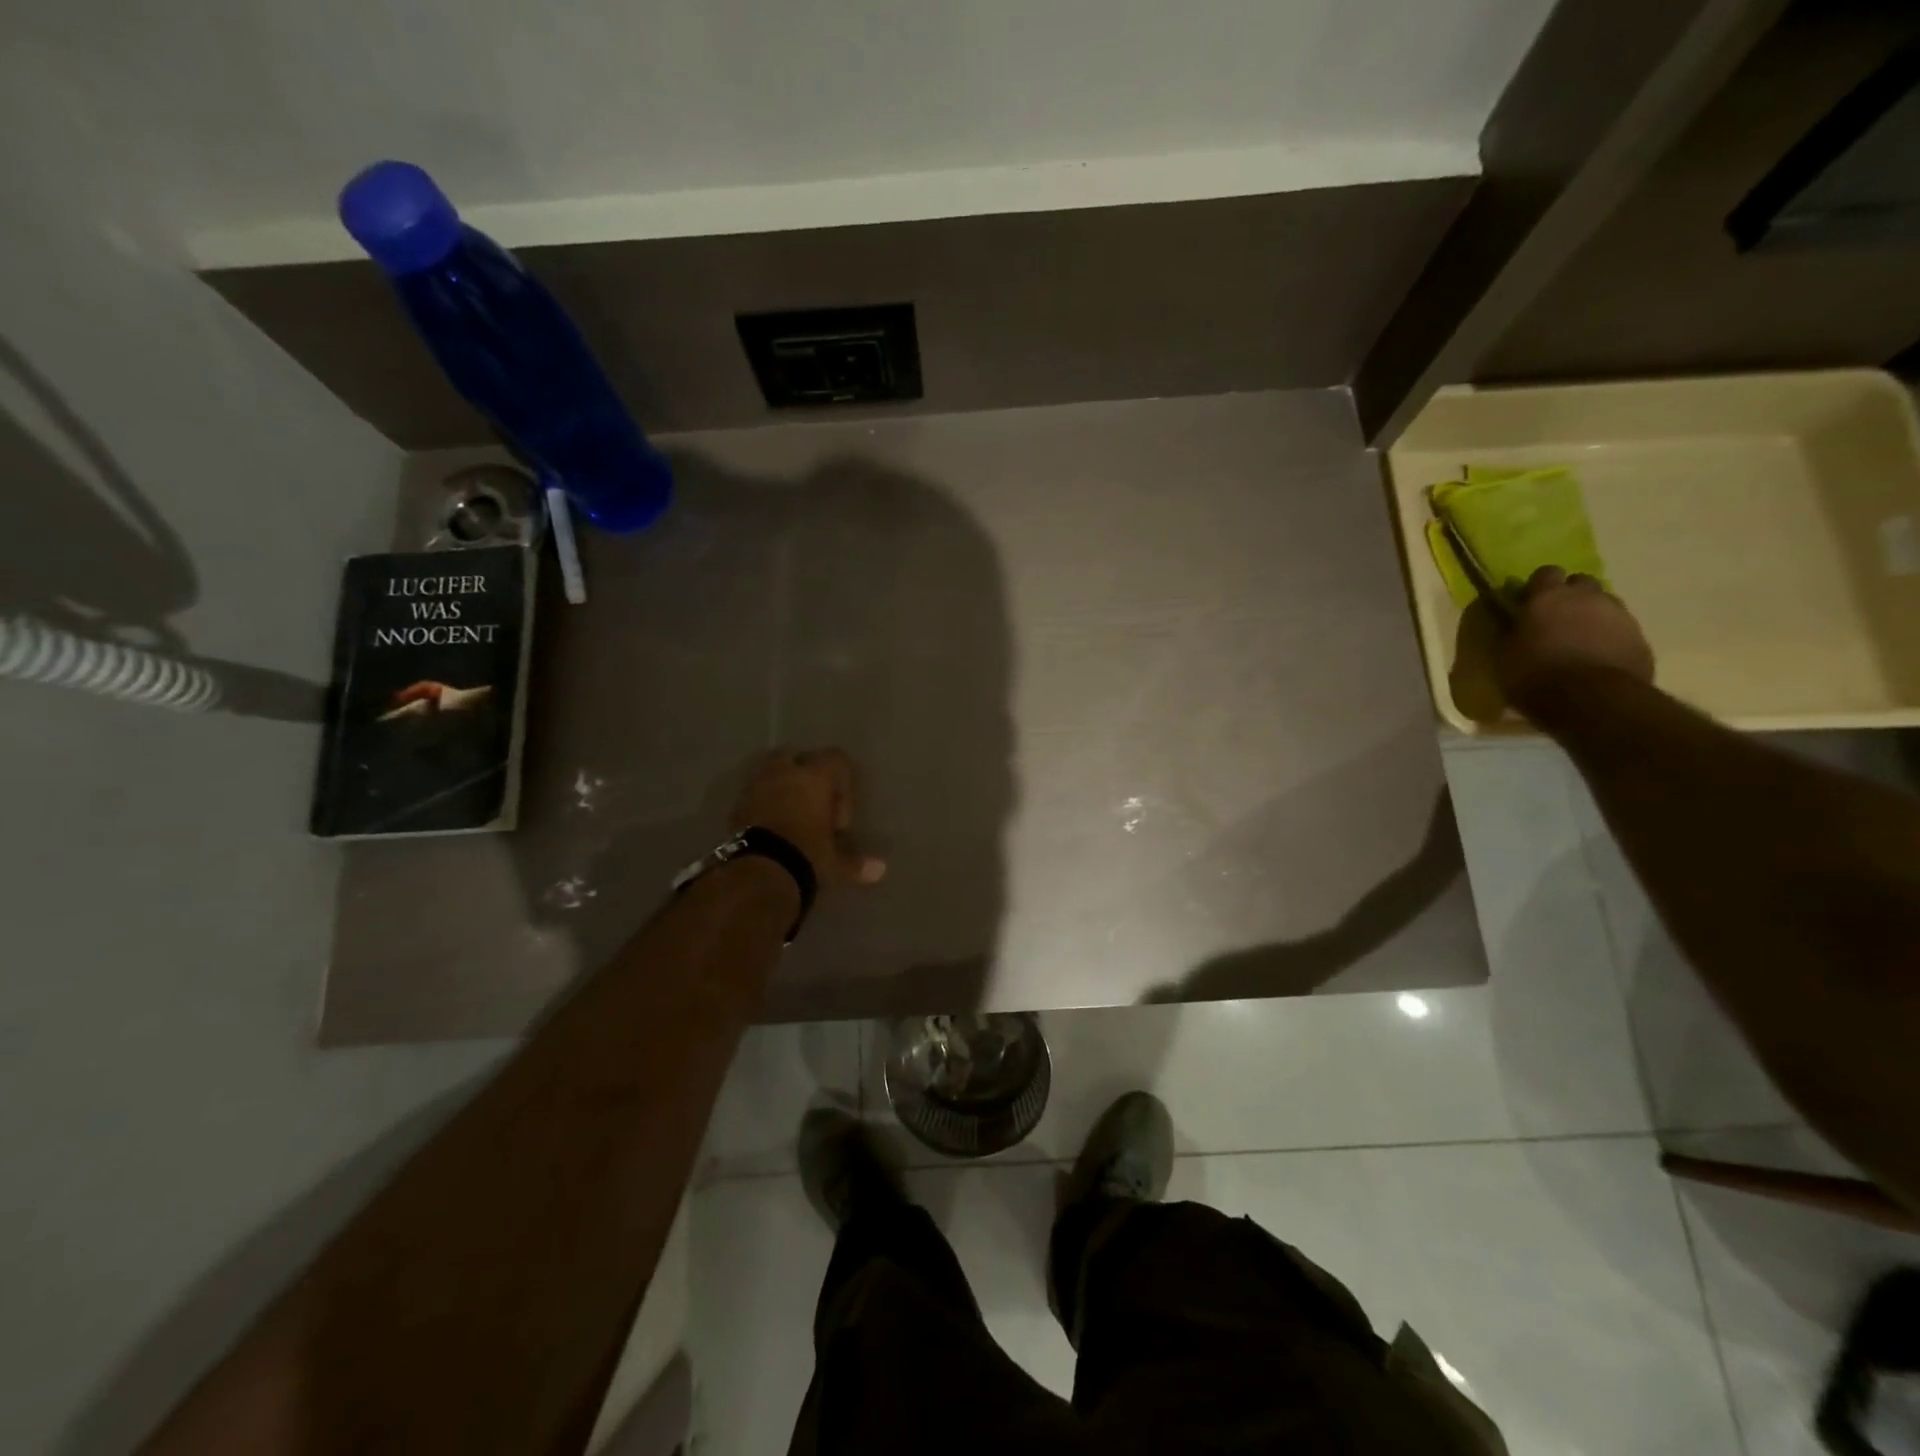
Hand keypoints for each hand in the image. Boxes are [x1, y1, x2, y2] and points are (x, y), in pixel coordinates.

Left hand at [732, 748, 886, 888]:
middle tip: (812, 804)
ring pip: (770, 772)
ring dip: (780, 787)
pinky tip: (769, 829)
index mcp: (814, 777)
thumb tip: (880, 870)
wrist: (757, 872)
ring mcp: (755, 786)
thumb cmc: (806, 856)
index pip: (836, 759)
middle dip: (804, 774)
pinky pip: (753, 795)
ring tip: (789, 816)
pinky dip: (761, 805)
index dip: (843, 783)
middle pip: (795, 756)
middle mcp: (784, 773)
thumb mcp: (834, 862)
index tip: (839, 817)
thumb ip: (855, 862)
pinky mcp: (735, 806)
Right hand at [1497, 566, 1654, 717]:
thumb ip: (1514, 631)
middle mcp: (1587, 596)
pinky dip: (1609, 637)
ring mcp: (1619, 615)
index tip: (1528, 602)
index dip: (1537, 586)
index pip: (1545, 573)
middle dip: (1570, 595)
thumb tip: (1515, 623)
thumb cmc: (1535, 674)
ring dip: (1592, 615)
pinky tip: (1598, 657)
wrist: (1592, 699)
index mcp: (1548, 597)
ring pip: (1605, 604)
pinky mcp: (1640, 637)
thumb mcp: (1506, 654)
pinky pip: (1621, 629)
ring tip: (1579, 639)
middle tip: (1556, 618)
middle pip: (1581, 582)